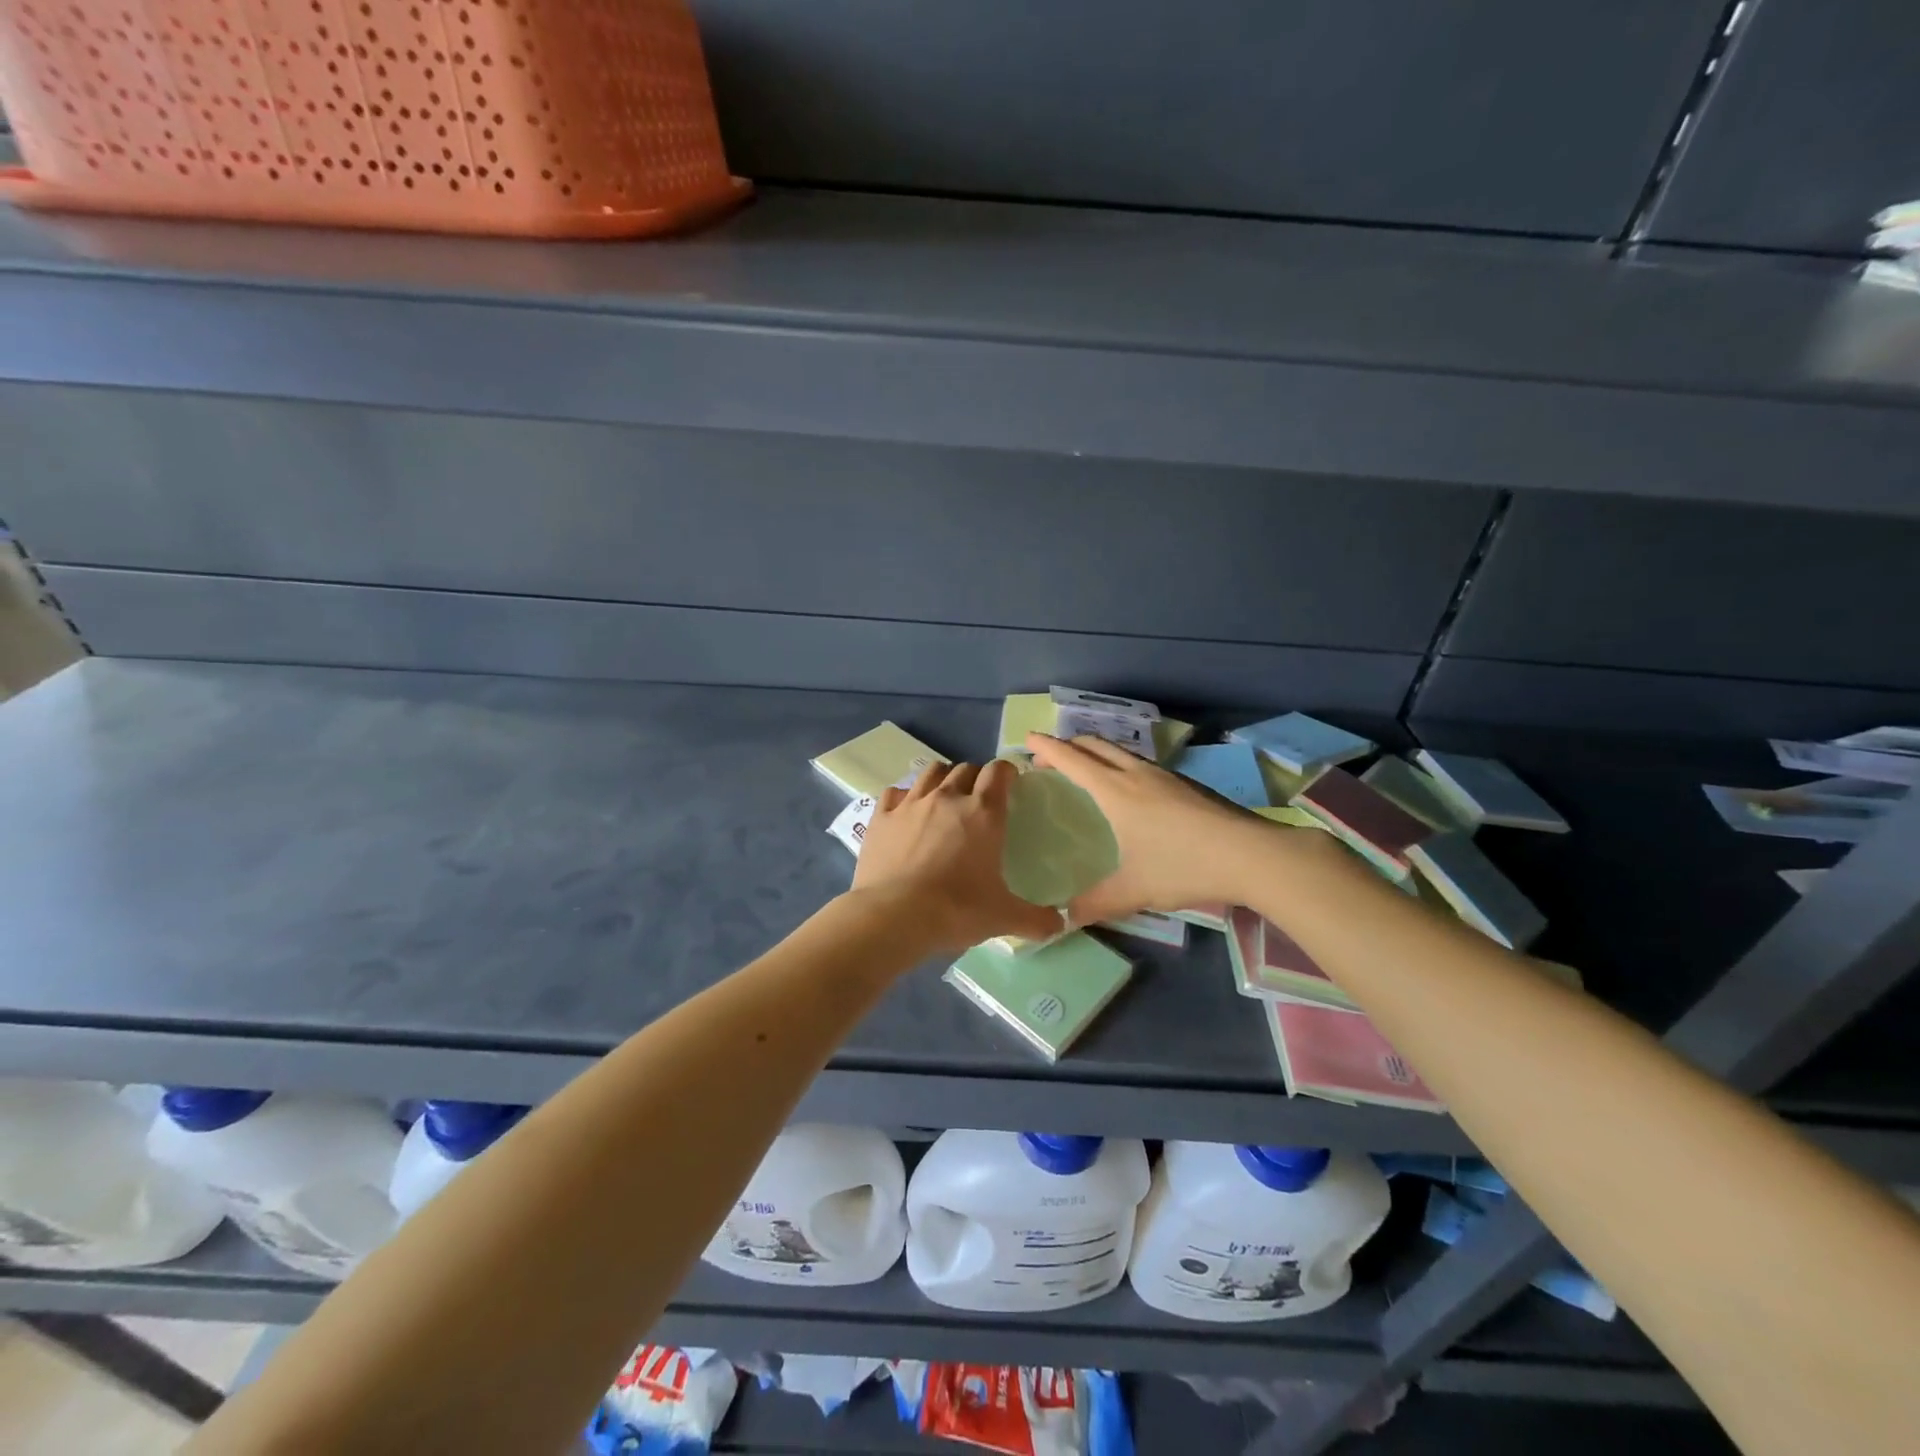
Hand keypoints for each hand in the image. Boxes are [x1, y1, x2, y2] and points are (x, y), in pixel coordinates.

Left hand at [852, 760, 1064, 950]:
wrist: (893, 916)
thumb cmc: (956, 910)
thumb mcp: (1003, 917)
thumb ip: (1036, 919)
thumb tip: (1061, 924)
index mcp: (983, 813)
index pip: (999, 772)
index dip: (1006, 772)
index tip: (1010, 784)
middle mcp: (948, 797)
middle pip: (965, 768)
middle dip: (975, 778)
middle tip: (978, 800)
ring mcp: (911, 803)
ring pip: (931, 772)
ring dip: (942, 778)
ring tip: (944, 798)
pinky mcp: (882, 816)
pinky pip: (894, 792)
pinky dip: (903, 797)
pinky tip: (905, 812)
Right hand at [1026, 732, 1277, 923]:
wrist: (1250, 854)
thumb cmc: (1183, 865)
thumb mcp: (1134, 889)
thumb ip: (1096, 902)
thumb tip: (1065, 917)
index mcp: (1115, 791)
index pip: (1072, 759)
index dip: (1046, 748)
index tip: (1027, 739)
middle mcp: (1135, 774)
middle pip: (1094, 745)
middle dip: (1067, 745)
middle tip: (1049, 760)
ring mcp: (1163, 775)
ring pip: (1119, 751)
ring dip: (1095, 752)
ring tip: (1084, 771)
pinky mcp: (1183, 784)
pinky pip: (1138, 763)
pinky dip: (1117, 764)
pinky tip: (1127, 790)